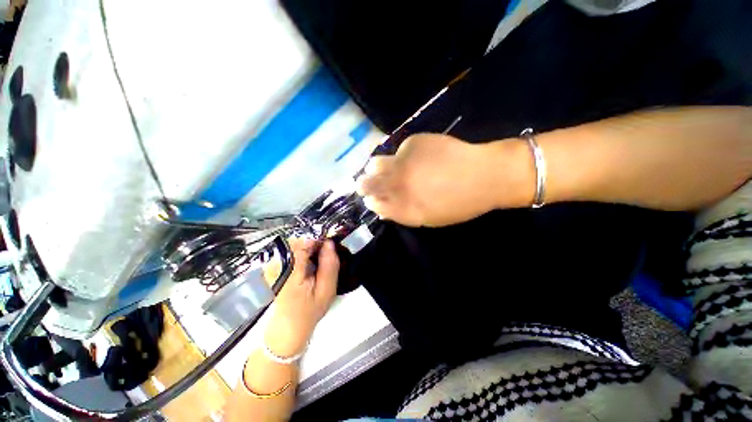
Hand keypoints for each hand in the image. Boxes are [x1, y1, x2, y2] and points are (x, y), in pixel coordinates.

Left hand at [263, 238, 338, 357]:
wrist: (287, 328)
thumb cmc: (309, 311)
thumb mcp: (326, 291)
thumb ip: (329, 265)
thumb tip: (329, 243)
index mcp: (290, 272)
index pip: (302, 243)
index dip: (318, 239)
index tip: (329, 244)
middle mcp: (277, 265)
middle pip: (297, 241)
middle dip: (314, 243)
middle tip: (325, 254)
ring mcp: (272, 265)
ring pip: (294, 244)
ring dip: (308, 247)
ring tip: (317, 260)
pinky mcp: (272, 267)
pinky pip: (289, 250)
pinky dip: (301, 252)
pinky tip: (308, 263)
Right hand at [357, 133, 531, 226]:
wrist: (485, 175)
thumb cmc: (459, 204)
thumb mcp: (429, 219)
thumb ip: (401, 214)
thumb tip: (381, 207)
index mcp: (404, 208)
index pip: (374, 204)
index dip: (371, 200)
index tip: (370, 198)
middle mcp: (398, 185)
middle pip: (367, 184)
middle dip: (364, 185)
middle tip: (365, 183)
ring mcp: (404, 162)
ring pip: (375, 164)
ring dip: (376, 168)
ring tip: (382, 168)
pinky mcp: (413, 143)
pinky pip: (398, 151)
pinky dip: (402, 156)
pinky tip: (415, 157)